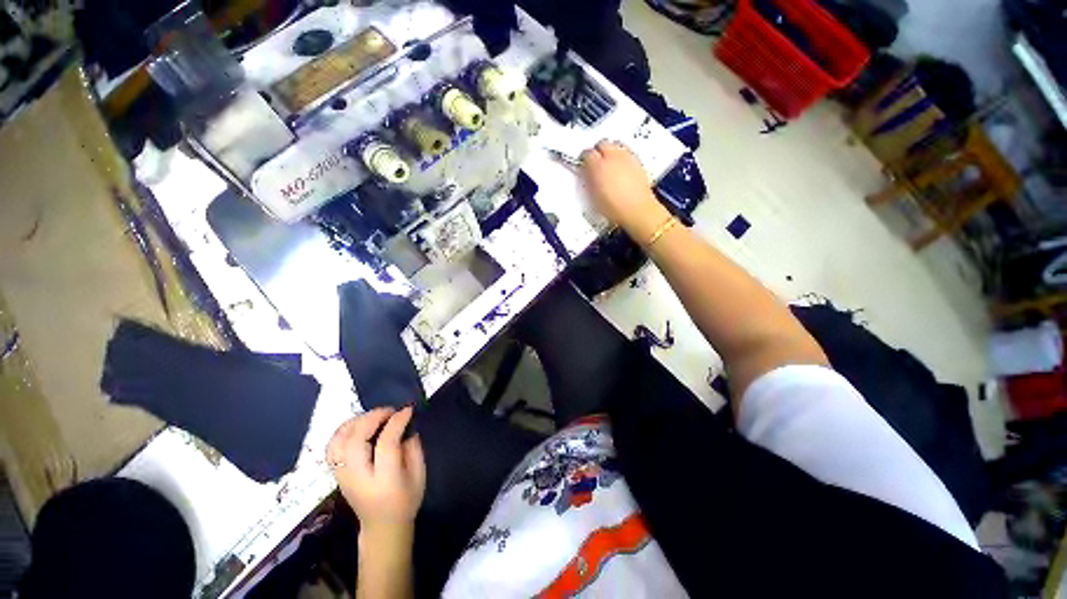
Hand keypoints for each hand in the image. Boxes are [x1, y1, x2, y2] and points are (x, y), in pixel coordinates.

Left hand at [327, 407, 425, 535]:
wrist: (382, 527)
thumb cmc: (406, 501)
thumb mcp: (419, 474)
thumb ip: (413, 448)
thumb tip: (406, 425)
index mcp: (384, 480)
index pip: (385, 444)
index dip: (396, 422)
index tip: (408, 410)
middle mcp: (358, 478)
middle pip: (355, 440)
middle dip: (373, 418)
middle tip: (390, 410)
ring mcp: (343, 476)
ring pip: (339, 442)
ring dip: (356, 422)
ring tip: (374, 416)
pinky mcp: (337, 474)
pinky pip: (332, 447)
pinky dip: (343, 431)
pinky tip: (359, 426)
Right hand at [580, 140, 669, 240]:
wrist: (637, 210)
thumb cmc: (613, 208)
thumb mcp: (593, 197)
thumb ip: (588, 181)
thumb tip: (586, 173)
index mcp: (597, 166)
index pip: (586, 153)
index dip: (584, 159)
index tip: (583, 165)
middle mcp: (612, 156)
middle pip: (602, 143)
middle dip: (598, 150)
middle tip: (596, 161)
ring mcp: (626, 157)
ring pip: (616, 143)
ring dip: (611, 150)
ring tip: (609, 161)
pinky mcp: (638, 160)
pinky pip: (627, 150)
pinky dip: (622, 154)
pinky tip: (621, 165)